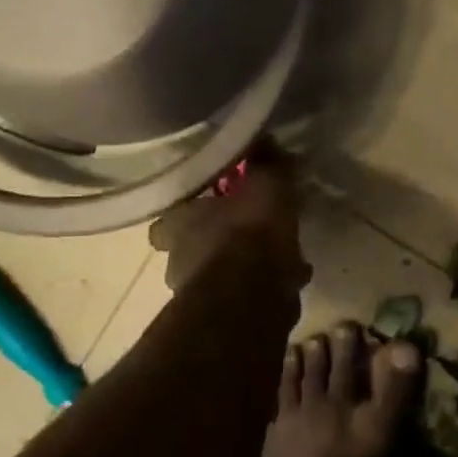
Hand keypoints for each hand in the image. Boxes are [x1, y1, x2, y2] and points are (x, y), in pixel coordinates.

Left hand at [149, 142, 309, 292]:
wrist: (252, 300)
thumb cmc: (249, 234)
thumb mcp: (265, 185)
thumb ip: (265, 163)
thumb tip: (263, 137)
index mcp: (178, 225)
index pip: (169, 217)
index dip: (189, 210)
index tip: (212, 202)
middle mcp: (179, 261)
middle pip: (193, 247)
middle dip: (218, 240)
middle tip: (249, 230)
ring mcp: (198, 294)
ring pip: (219, 273)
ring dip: (242, 266)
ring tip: (277, 256)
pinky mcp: (223, 319)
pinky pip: (243, 296)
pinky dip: (263, 288)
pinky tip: (289, 279)